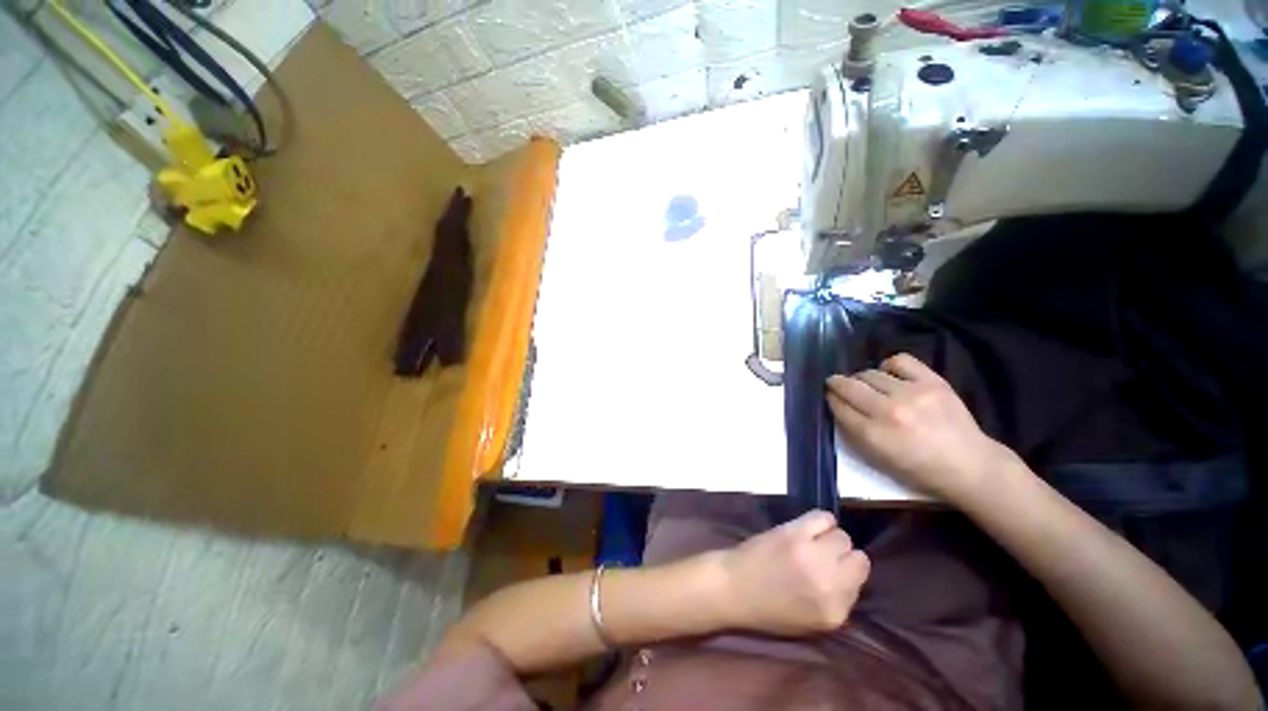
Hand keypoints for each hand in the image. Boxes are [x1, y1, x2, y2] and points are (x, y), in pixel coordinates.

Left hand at [715, 510, 869, 635]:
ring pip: (842, 536)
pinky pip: (823, 517)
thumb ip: (837, 601)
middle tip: (821, 554)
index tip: (832, 571)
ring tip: (813, 540)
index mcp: (834, 613)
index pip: (861, 582)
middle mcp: (828, 584)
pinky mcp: (794, 532)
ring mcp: (811, 555)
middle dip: (841, 555)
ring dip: (830, 537)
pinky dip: (821, 520)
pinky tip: (808, 527)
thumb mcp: (813, 621)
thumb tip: (849, 575)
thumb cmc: (769, 608)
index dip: (846, 573)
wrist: (733, 588)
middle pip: (856, 558)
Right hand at [826, 353, 1016, 505]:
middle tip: (836, 384)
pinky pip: (899, 361)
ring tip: (867, 385)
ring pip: (870, 373)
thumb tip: (838, 405)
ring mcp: (911, 393)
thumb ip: (853, 431)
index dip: (830, 399)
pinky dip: (888, 365)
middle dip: (837, 384)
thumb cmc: (918, 468)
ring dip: (862, 378)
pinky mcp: (932, 382)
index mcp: (873, 435)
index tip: (829, 396)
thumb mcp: (877, 458)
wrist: (968, 465)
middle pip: (849, 387)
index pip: (839, 407)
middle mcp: (889, 411)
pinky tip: (889, 374)